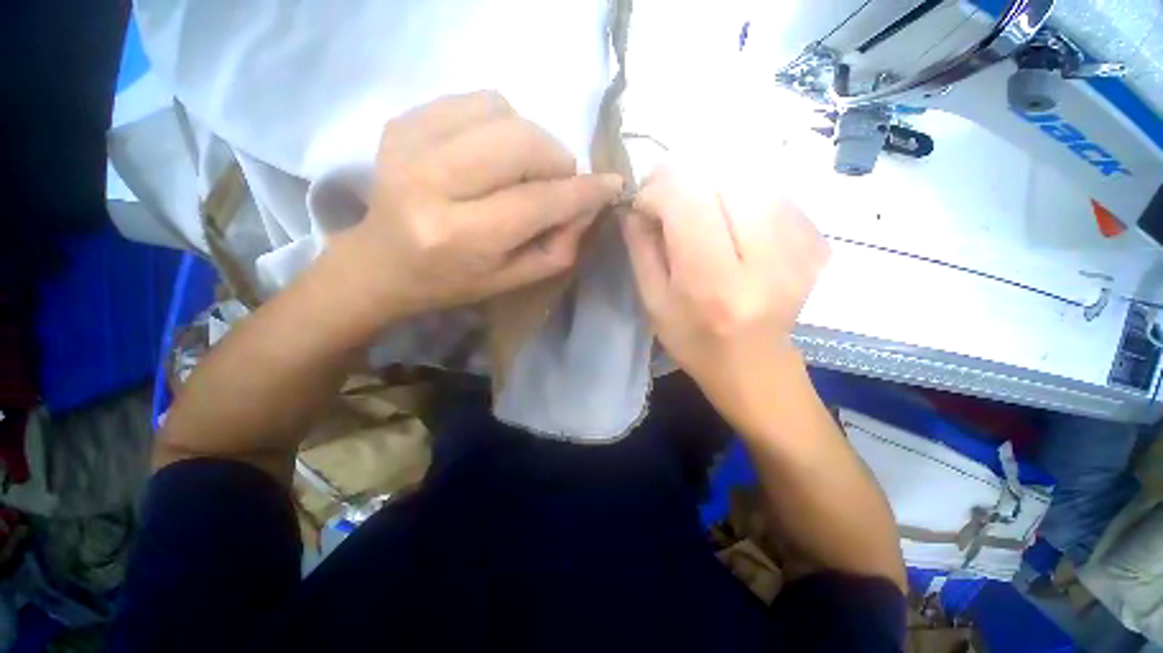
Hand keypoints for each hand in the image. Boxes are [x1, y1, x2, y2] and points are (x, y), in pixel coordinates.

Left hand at [332, 91, 621, 321]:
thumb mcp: (514, 279)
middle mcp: (432, 184)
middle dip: (556, 160)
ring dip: (529, 140)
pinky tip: (492, 152)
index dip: (582, 191)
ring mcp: (410, 144)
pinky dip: (501, 123)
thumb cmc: (454, 280)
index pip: (538, 201)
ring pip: (503, 112)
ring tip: (521, 170)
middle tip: (557, 181)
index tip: (611, 184)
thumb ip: (559, 246)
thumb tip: (590, 203)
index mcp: (462, 236)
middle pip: (521, 142)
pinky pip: (476, 102)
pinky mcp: (402, 121)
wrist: (383, 262)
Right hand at [621, 166, 828, 426]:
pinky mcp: (818, 244)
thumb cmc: (694, 340)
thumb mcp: (653, 302)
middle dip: (686, 178)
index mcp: (714, 284)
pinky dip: (744, 195)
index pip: (688, 202)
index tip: (645, 201)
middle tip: (669, 197)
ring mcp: (801, 250)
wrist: (754, 366)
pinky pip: (776, 193)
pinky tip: (732, 220)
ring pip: (752, 179)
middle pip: (725, 179)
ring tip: (699, 209)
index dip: (659, 188)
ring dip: (716, 185)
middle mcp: (764, 261)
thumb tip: (635, 203)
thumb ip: (642, 248)